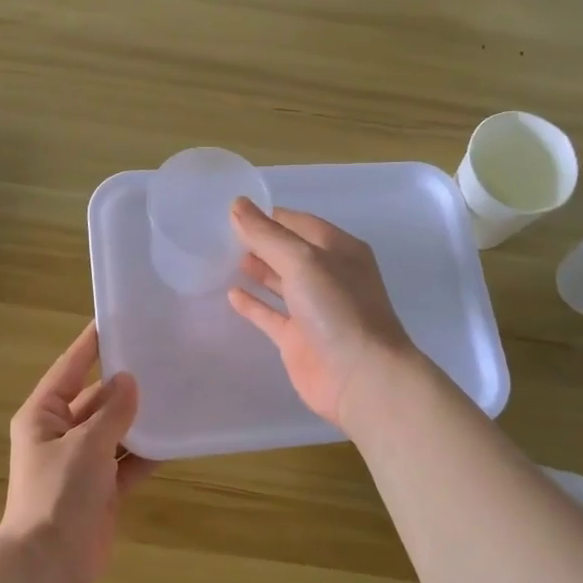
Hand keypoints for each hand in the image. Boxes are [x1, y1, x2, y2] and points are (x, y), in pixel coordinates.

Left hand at [0, 322, 153, 582]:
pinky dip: (148, 452)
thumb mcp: (86, 445)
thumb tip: (129, 380)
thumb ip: (112, 412)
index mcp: (44, 415)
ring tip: (177, 391)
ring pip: (116, 430)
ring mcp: (83, 463)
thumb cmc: (58, 494)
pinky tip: (177, 437)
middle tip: (163, 358)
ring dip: (140, 419)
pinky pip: (128, 461)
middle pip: (96, 399)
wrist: (49, 564)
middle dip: (125, 384)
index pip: (69, 368)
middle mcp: (61, 433)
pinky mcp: (103, 489)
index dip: (90, 345)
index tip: (115, 319)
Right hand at [226, 200, 418, 429]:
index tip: (234, 210)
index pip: (299, 223)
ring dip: (257, 269)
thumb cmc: (338, 309)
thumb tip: (237, 205)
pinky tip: (231, 294)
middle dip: (261, 241)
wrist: (361, 377)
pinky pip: (271, 315)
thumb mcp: (303, 261)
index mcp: (339, 250)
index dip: (269, 216)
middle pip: (289, 251)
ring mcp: (313, 310)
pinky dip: (253, 304)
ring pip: (280, 282)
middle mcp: (328, 276)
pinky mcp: (298, 340)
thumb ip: (267, 235)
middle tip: (221, 232)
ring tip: (224, 257)